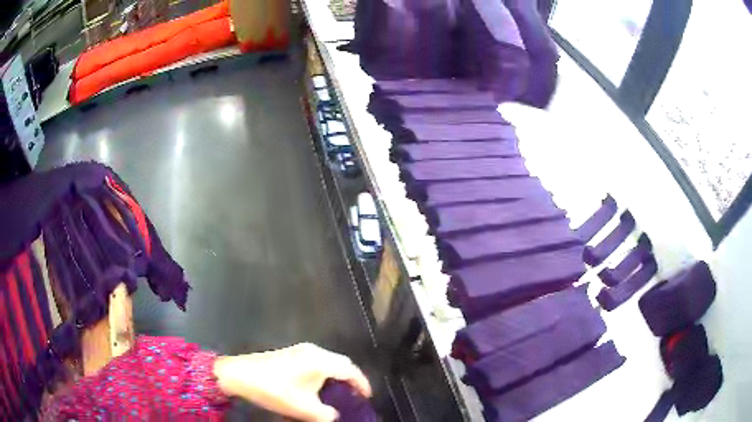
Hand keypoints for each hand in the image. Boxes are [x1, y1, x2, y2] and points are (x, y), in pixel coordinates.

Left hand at [213, 343, 371, 420]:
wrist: (240, 375)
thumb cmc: (275, 390)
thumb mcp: (304, 409)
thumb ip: (326, 414)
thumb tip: (334, 414)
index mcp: (320, 361)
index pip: (350, 370)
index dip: (362, 383)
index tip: (367, 397)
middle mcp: (313, 351)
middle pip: (341, 363)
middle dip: (351, 379)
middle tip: (355, 395)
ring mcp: (300, 350)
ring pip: (328, 361)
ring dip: (336, 376)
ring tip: (338, 393)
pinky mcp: (290, 353)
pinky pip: (316, 361)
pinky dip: (323, 373)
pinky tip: (317, 386)